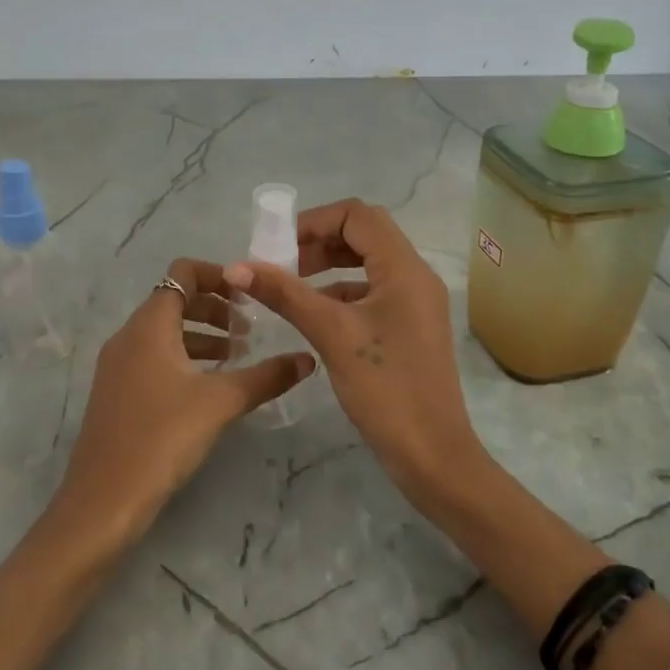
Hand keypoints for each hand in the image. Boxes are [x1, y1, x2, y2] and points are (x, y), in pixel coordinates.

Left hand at [56, 258, 315, 543]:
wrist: (104, 499)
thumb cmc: (162, 437)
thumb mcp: (221, 402)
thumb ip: (266, 376)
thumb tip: (307, 358)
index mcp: (150, 325)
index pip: (182, 273)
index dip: (217, 275)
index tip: (249, 295)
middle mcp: (129, 335)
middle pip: (174, 300)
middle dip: (214, 308)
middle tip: (248, 331)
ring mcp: (118, 365)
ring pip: (164, 331)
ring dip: (200, 335)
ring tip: (235, 357)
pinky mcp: (116, 392)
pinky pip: (154, 357)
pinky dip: (183, 358)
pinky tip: (207, 387)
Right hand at [223, 200, 483, 497]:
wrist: (432, 454)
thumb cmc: (385, 388)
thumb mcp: (331, 334)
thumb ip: (284, 294)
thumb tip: (236, 266)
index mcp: (405, 269)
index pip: (358, 216)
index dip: (315, 221)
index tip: (278, 246)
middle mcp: (416, 276)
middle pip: (364, 235)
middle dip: (320, 241)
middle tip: (282, 264)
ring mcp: (416, 303)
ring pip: (368, 264)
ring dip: (329, 266)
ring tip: (290, 286)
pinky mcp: (410, 326)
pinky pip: (373, 292)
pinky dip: (341, 292)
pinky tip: (314, 314)